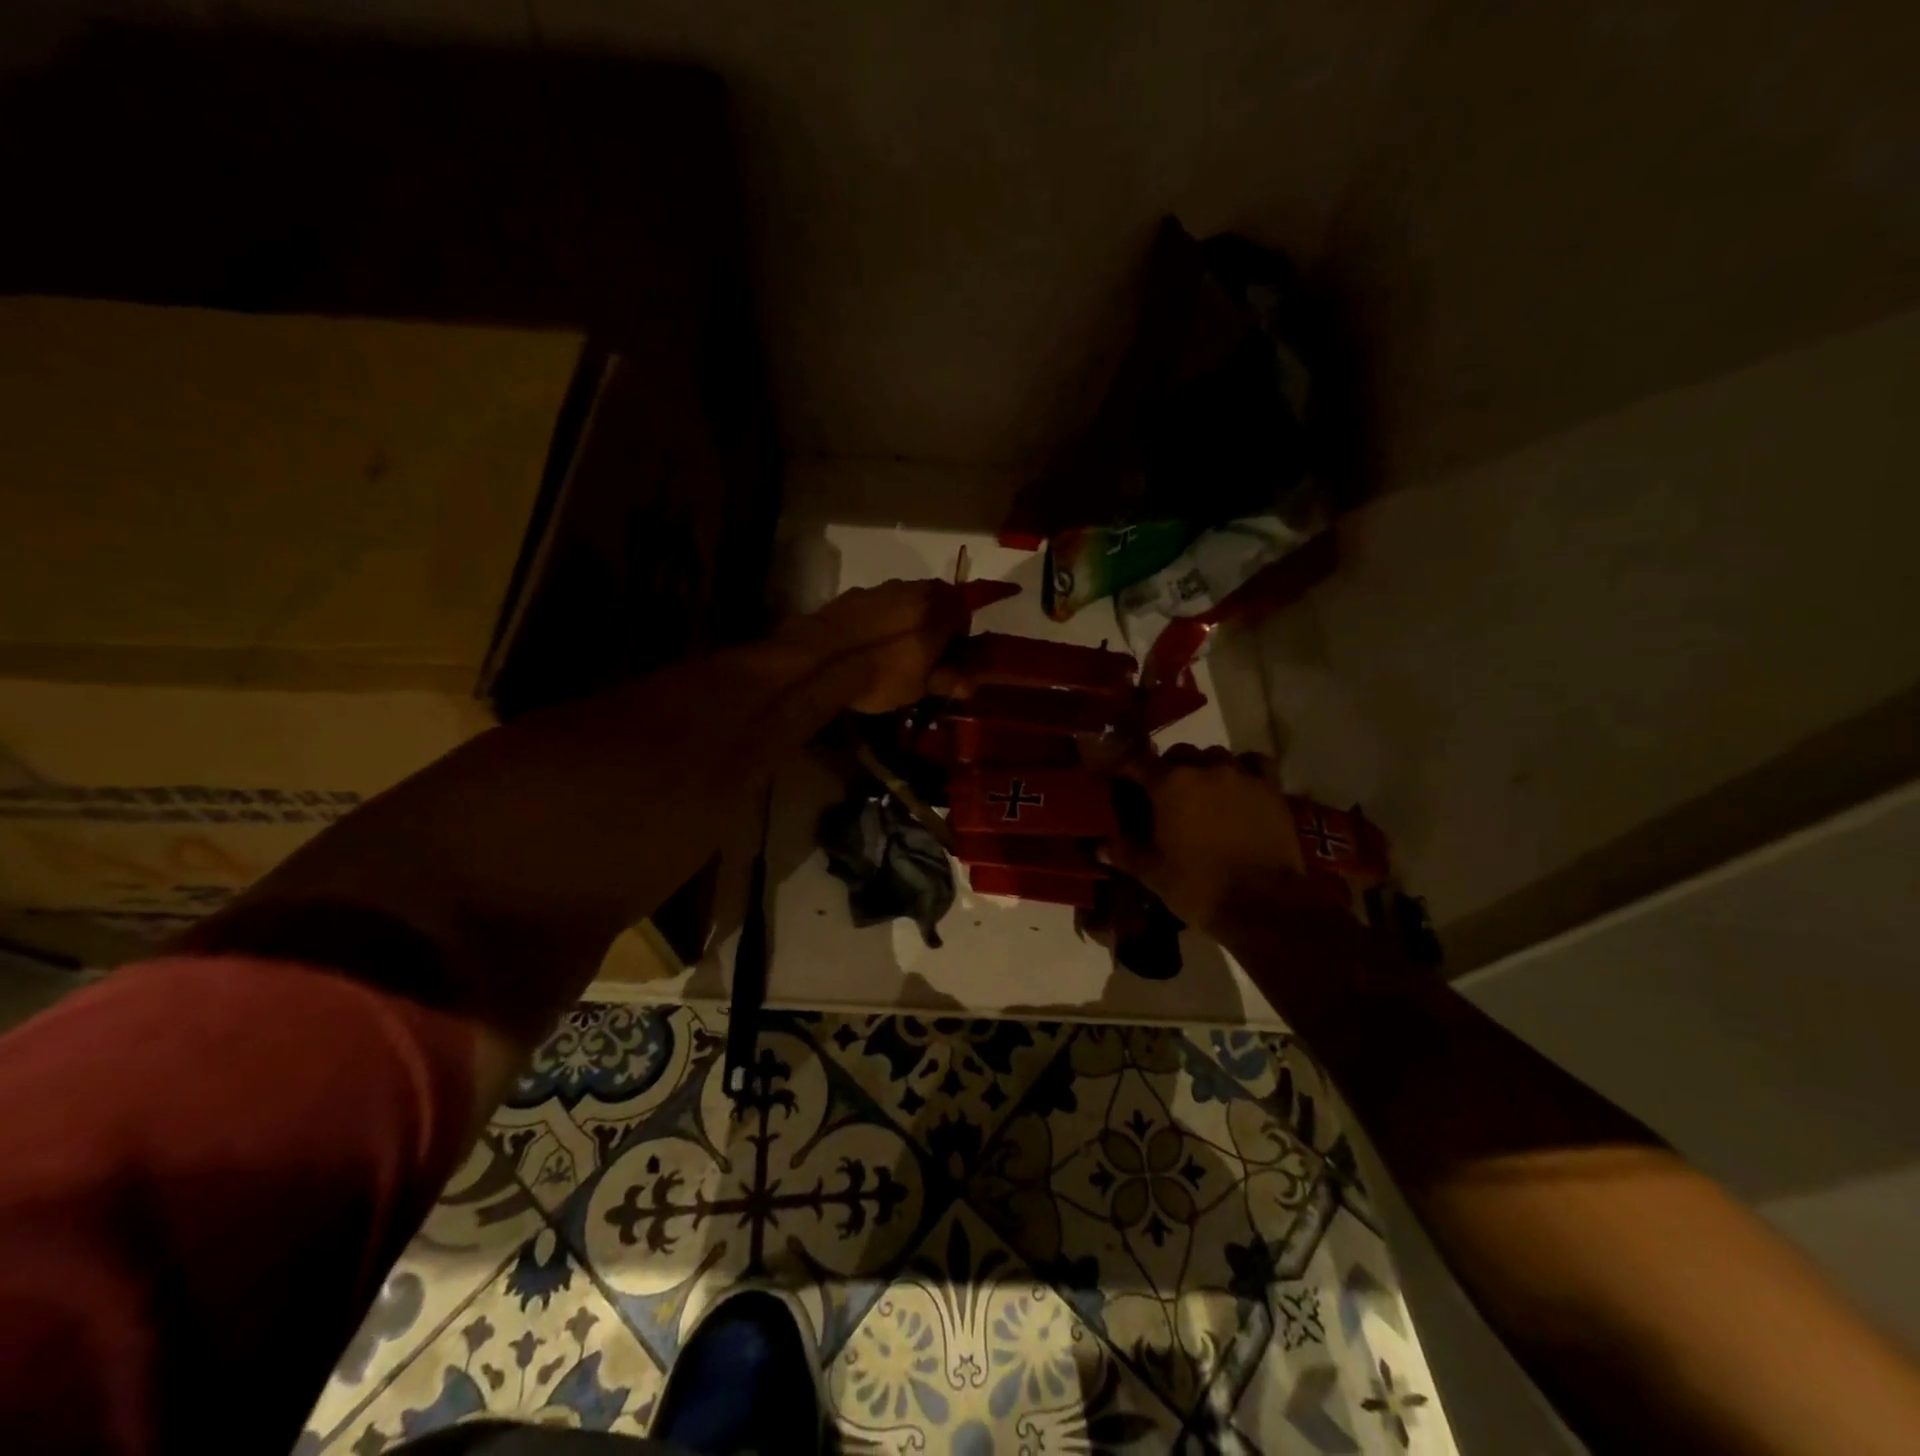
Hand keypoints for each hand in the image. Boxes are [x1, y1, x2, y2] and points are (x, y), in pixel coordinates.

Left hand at [790, 577, 1018, 714]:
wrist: (820, 659)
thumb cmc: (880, 675)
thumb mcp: (918, 687)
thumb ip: (946, 681)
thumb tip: (970, 684)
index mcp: (937, 611)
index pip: (963, 613)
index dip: (960, 636)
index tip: (951, 656)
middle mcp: (912, 590)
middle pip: (935, 600)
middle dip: (934, 622)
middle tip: (924, 652)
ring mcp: (880, 589)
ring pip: (905, 599)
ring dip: (906, 617)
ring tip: (893, 647)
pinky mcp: (852, 594)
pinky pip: (877, 604)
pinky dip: (880, 618)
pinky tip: (866, 641)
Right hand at [1098, 745, 1309, 936]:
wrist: (1263, 904)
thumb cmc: (1198, 887)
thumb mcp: (1152, 874)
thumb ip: (1125, 853)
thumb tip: (1100, 845)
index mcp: (1167, 784)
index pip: (1136, 763)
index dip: (1125, 770)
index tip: (1119, 781)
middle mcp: (1203, 768)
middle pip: (1178, 753)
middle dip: (1167, 769)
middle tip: (1165, 796)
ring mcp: (1240, 774)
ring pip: (1215, 755)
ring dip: (1204, 768)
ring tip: (1203, 792)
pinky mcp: (1270, 787)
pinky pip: (1253, 763)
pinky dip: (1243, 769)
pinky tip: (1239, 786)